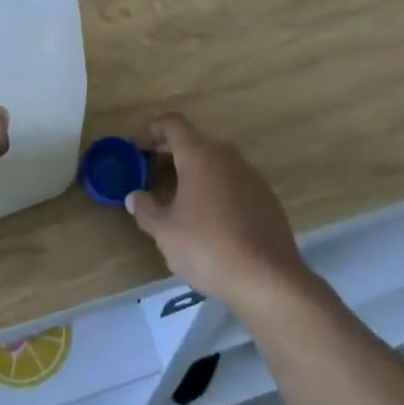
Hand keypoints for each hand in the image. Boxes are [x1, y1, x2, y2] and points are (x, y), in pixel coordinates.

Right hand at [126, 114, 304, 306]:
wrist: (269, 281)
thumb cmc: (208, 248)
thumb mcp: (165, 232)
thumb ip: (146, 210)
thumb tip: (135, 197)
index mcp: (199, 155)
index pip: (172, 123)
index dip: (151, 129)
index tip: (134, 146)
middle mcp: (227, 156)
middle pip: (194, 140)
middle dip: (169, 151)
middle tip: (149, 169)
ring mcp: (251, 176)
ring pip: (215, 162)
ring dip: (194, 171)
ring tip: (177, 196)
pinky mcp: (267, 199)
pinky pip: (233, 182)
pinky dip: (215, 188)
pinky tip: (208, 218)